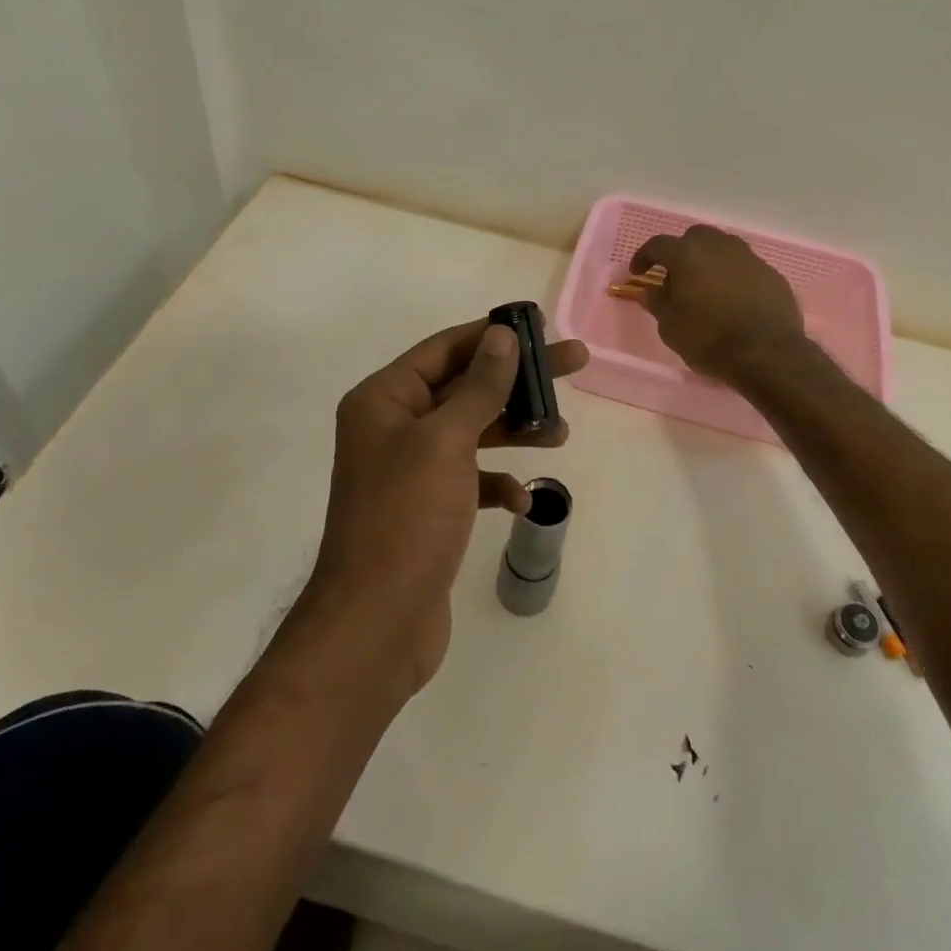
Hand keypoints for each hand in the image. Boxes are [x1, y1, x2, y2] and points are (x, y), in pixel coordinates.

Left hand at [310, 317, 588, 694]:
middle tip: (575, 364)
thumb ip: (479, 386)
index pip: (446, 348)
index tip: (541, 327)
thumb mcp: (446, 441)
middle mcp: (393, 427)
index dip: (493, 334)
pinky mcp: (427, 509)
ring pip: (472, 432)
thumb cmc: (407, 518)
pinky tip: (520, 501)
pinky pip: (469, 479)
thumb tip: (503, 335)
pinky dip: (496, 483)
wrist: (376, 623)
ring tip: (561, 435)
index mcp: (384, 399)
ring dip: (515, 431)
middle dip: (518, 380)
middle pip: (465, 386)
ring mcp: (409, 470)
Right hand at [630, 225, 804, 384]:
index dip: (644, 257)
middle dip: (681, 252)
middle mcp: (718, 246)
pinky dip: (733, 275)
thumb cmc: (709, 340)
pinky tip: (733, 298)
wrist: (768, 354)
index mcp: (687, 255)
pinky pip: (744, 266)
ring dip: (709, 260)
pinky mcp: (770, 272)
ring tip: (705, 286)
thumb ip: (657, 302)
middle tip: (676, 276)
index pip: (657, 244)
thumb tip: (647, 290)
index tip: (638, 273)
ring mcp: (748, 257)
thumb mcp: (671, 327)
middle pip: (694, 237)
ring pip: (722, 247)